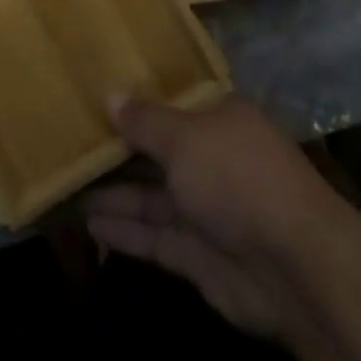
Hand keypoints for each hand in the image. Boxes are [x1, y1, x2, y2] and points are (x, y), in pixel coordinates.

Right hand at [82, 94, 344, 340]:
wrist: (292, 265)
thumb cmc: (237, 176)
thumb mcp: (185, 137)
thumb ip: (145, 122)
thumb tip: (111, 95)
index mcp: (218, 118)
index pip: (173, 105)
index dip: (137, 104)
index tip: (97, 100)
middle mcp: (213, 158)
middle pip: (159, 152)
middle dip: (120, 152)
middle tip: (71, 146)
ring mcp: (207, 208)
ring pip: (153, 196)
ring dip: (115, 194)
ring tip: (68, 187)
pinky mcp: (199, 255)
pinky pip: (155, 235)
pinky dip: (126, 231)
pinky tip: (89, 225)